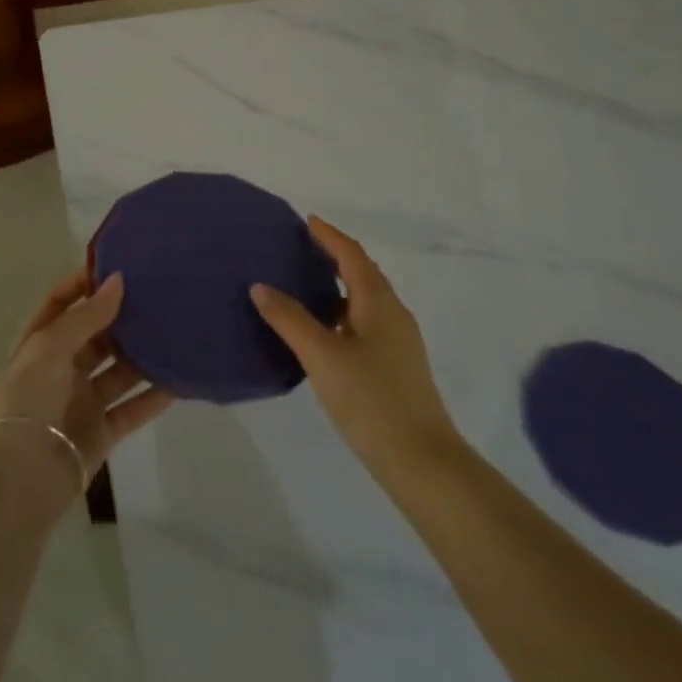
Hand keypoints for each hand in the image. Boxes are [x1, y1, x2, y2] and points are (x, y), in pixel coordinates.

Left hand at [0, 269, 173, 498]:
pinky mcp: (102, 432)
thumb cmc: (27, 402)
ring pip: (118, 370)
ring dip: (142, 354)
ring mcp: (82, 402)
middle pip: (94, 335)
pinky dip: (154, 396)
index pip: (59, 303)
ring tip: (174, 329)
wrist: (20, 481)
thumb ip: (86, 316)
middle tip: (156, 295)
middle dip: (120, 317)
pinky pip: (132, 408)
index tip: (116, 267)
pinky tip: (180, 378)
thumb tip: (117, 280)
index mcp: (39, 345)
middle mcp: (60, 370)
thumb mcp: (49, 349)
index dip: (82, 284)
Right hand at [251, 217, 459, 476]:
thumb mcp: (322, 356)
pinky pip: (368, 322)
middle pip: (363, 273)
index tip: (308, 221)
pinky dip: (344, 312)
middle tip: (303, 248)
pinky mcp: (398, 366)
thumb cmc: (370, 399)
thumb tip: (260, 286)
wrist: (421, 460)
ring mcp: (400, 341)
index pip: (352, 255)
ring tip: (307, 285)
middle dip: (336, 256)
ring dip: (340, 285)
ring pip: (366, 300)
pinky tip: (326, 332)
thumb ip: (290, 319)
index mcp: (378, 302)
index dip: (330, 236)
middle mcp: (394, 313)